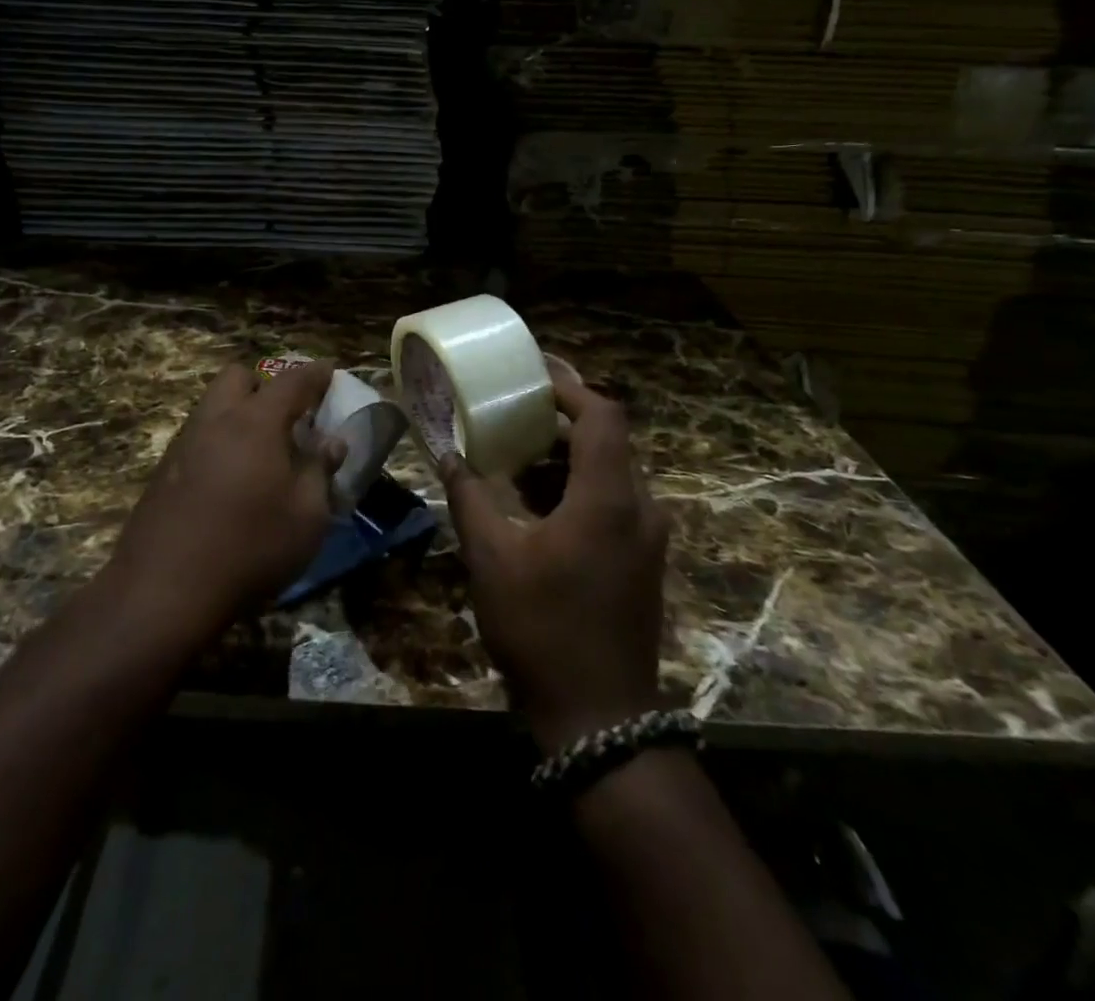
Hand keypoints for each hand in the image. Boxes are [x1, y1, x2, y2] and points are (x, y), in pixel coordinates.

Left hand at [108, 360, 345, 640]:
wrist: (163, 591)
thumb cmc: (250, 548)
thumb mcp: (306, 516)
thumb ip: (320, 471)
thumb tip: (332, 443)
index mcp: (255, 422)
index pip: (291, 382)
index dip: (314, 374)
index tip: (329, 371)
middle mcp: (215, 421)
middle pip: (238, 377)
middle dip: (265, 385)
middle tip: (288, 414)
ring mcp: (183, 444)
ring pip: (213, 406)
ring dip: (239, 412)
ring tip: (263, 449)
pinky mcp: (163, 472)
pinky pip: (198, 436)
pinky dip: (220, 440)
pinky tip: (232, 478)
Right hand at [441, 364, 670, 750]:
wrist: (600, 719)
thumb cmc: (542, 628)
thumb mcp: (492, 558)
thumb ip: (469, 498)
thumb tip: (447, 455)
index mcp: (609, 498)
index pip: (602, 415)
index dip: (570, 387)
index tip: (533, 374)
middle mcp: (640, 508)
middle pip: (608, 440)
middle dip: (561, 420)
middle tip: (514, 409)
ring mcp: (647, 538)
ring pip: (611, 472)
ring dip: (567, 456)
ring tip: (517, 453)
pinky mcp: (642, 561)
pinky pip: (614, 502)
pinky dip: (578, 487)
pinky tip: (538, 503)